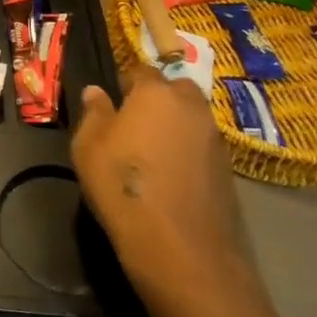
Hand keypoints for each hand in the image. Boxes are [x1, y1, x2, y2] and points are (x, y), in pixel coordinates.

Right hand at [72, 73, 254, 309]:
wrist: (179, 246)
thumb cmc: (122, 184)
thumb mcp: (88, 145)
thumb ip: (94, 113)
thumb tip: (96, 91)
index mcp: (155, 93)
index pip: (141, 70)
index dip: (127, 82)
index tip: (114, 99)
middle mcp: (191, 108)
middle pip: (176, 90)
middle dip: (159, 98)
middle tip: (136, 122)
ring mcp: (214, 139)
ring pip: (193, 119)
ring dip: (176, 126)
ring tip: (153, 151)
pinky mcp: (228, 171)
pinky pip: (202, 147)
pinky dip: (189, 152)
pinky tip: (172, 175)